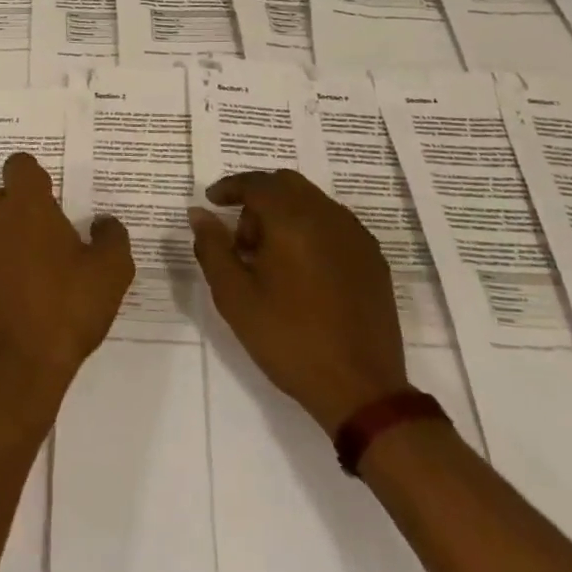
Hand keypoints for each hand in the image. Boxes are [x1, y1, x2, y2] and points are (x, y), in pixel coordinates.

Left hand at [0, 152, 133, 418]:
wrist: (9, 374)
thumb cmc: (64, 313)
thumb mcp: (111, 274)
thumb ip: (111, 237)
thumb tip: (103, 222)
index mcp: (25, 206)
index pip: (20, 165)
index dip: (35, 179)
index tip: (49, 202)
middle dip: (17, 214)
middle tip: (42, 248)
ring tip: (19, 282)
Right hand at [189, 169, 407, 434]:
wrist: (359, 388)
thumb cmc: (288, 339)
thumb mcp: (234, 296)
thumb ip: (212, 247)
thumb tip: (199, 213)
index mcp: (293, 220)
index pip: (257, 183)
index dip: (230, 187)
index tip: (211, 201)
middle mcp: (328, 216)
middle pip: (287, 184)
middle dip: (258, 199)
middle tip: (240, 237)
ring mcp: (356, 236)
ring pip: (313, 202)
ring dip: (285, 213)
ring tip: (269, 258)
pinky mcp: (373, 258)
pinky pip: (335, 224)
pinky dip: (310, 229)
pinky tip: (301, 269)